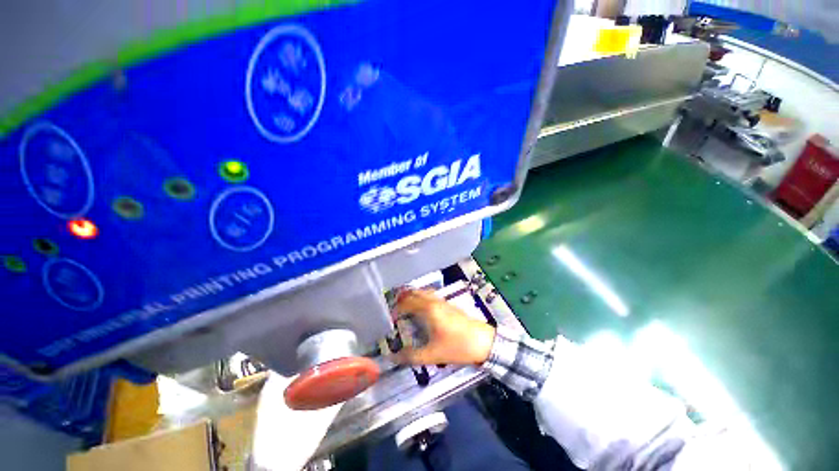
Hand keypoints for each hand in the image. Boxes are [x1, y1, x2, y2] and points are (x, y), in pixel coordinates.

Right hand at [394, 289, 495, 365]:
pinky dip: (422, 298)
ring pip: (424, 293)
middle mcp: (435, 301)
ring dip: (413, 296)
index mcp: (429, 309)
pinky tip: (422, 310)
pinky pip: (431, 296)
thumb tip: (393, 358)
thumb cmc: (458, 347)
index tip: (390, 318)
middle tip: (394, 308)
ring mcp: (443, 302)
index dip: (396, 309)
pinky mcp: (449, 305)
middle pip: (415, 293)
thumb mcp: (433, 355)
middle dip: (403, 298)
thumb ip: (411, 357)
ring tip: (405, 307)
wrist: (484, 342)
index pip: (407, 303)